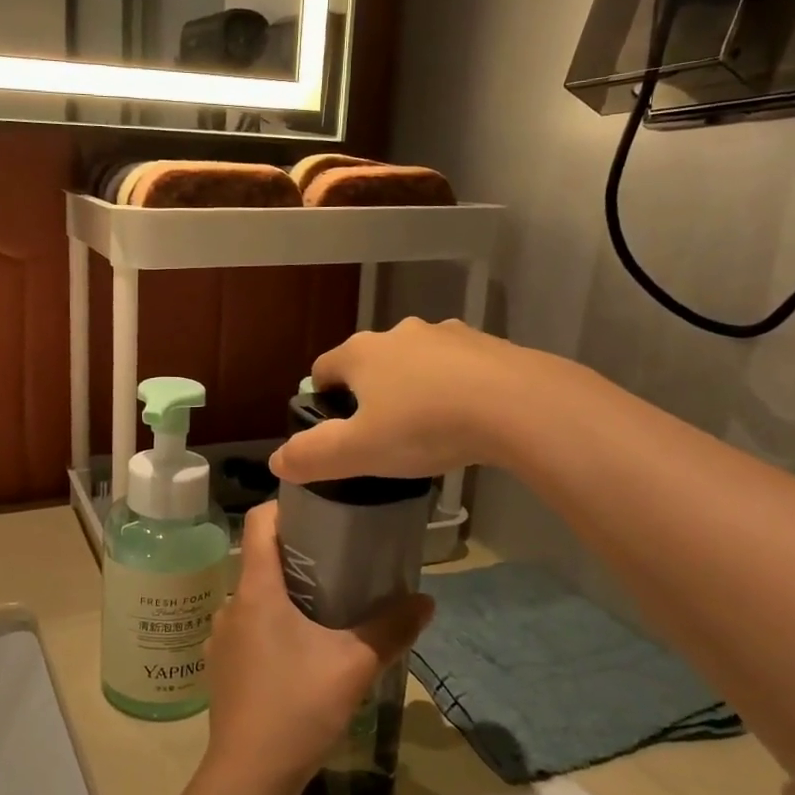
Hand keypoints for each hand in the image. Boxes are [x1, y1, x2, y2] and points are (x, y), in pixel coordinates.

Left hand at [204, 504, 432, 794]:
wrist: (248, 777)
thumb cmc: (297, 706)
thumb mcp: (354, 665)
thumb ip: (392, 629)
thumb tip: (427, 601)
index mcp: (256, 589)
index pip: (259, 521)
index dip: (286, 505)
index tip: (320, 507)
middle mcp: (231, 603)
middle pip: (261, 558)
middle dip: (298, 553)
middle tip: (341, 559)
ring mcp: (222, 636)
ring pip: (256, 596)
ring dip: (287, 593)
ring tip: (327, 604)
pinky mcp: (222, 666)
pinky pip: (249, 626)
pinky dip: (274, 623)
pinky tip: (302, 649)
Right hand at [269, 318, 534, 484]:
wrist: (517, 406)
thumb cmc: (424, 426)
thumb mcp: (359, 452)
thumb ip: (312, 456)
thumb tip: (277, 462)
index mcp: (361, 352)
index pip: (323, 368)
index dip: (320, 399)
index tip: (333, 431)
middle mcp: (399, 333)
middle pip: (370, 363)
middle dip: (369, 394)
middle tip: (381, 436)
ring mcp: (446, 335)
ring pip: (415, 363)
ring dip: (413, 388)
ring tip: (427, 430)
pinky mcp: (487, 345)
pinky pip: (456, 367)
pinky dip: (452, 388)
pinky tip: (467, 419)